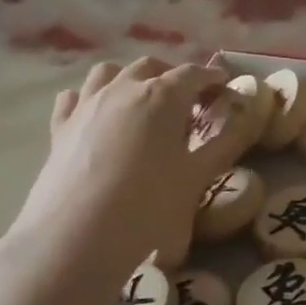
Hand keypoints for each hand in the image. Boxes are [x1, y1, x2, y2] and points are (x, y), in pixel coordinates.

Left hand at [6, 57, 233, 284]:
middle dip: (173, 76)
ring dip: (131, 78)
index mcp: (163, 96)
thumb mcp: (198, 177)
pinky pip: (75, 97)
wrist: (75, 237)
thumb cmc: (147, 205)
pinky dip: (92, 98)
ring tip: (143, 102)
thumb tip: (246, 118)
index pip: (194, 74)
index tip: (225, 87)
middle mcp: (123, 89)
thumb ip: (226, 143)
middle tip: (189, 101)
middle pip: (151, 67)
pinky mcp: (59, 127)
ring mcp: (86, 105)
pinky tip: (99, 116)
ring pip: (109, 72)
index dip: (213, 78)